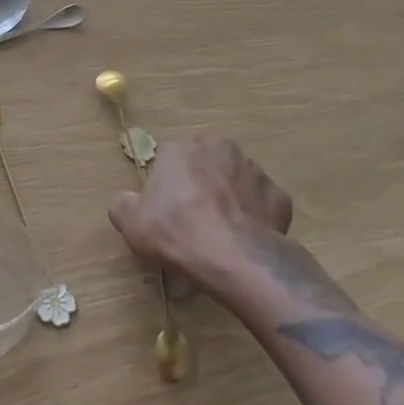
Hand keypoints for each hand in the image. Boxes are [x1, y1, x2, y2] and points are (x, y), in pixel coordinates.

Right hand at [109, 135, 292, 290]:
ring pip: (237, 181)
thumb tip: (126, 202)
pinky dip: (257, 217)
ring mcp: (253, 170)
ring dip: (231, 198)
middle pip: (206, 164)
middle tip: (196, 220)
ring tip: (224, 233)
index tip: (167, 212)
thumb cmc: (177, 231)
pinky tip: (248, 239)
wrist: (235, 257)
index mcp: (180, 148)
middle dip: (202, 185)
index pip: (170, 160)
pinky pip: (263, 204)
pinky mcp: (279, 196)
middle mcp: (218, 147)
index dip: (168, 187)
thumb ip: (124, 205)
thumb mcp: (131, 223)